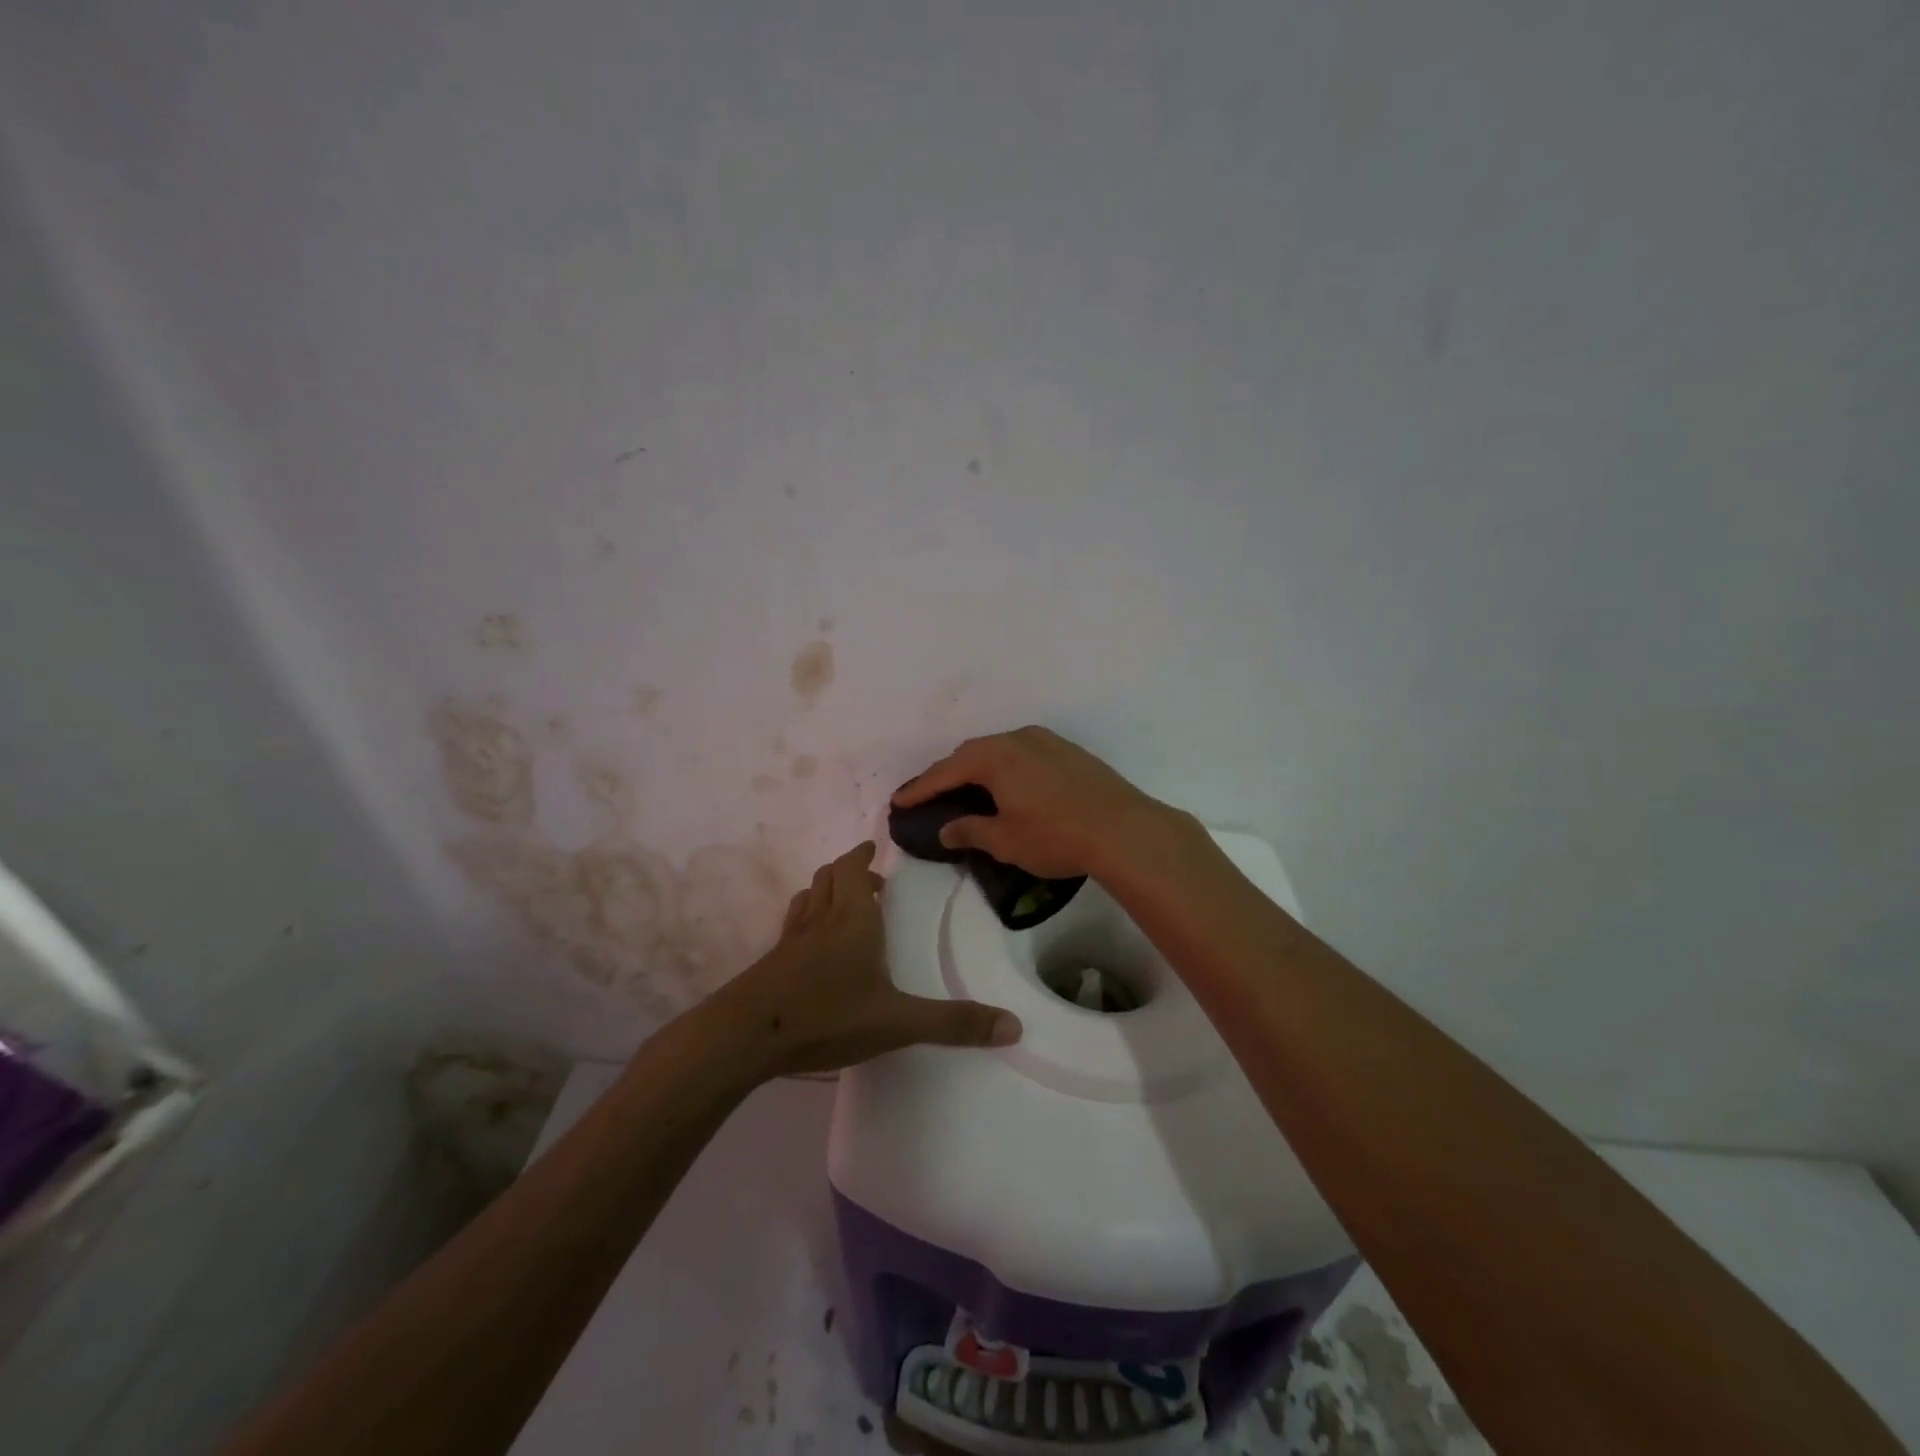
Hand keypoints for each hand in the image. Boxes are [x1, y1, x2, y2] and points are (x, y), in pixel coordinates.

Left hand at [716, 842, 1021, 1076]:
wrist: (745, 1036)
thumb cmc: (827, 1016)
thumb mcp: (897, 1023)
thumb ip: (953, 1023)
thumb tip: (1014, 1026)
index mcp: (854, 919)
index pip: (855, 869)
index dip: (864, 855)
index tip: (875, 848)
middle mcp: (822, 918)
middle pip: (830, 876)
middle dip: (850, 869)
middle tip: (872, 879)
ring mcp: (792, 938)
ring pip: (809, 896)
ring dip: (827, 889)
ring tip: (844, 902)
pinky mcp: (773, 960)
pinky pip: (793, 923)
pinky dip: (807, 916)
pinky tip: (811, 941)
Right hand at [892, 726, 1181, 879]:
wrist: (1124, 829)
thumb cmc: (1055, 836)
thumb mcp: (1005, 841)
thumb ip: (970, 831)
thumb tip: (947, 828)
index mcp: (994, 757)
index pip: (946, 771)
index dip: (920, 788)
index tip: (898, 800)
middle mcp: (1017, 739)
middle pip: (972, 753)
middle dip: (948, 773)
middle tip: (932, 794)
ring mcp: (1046, 741)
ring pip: (1000, 749)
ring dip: (979, 767)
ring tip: (968, 788)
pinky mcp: (1069, 751)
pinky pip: (1023, 753)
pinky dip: (1006, 766)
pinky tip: (1009, 785)